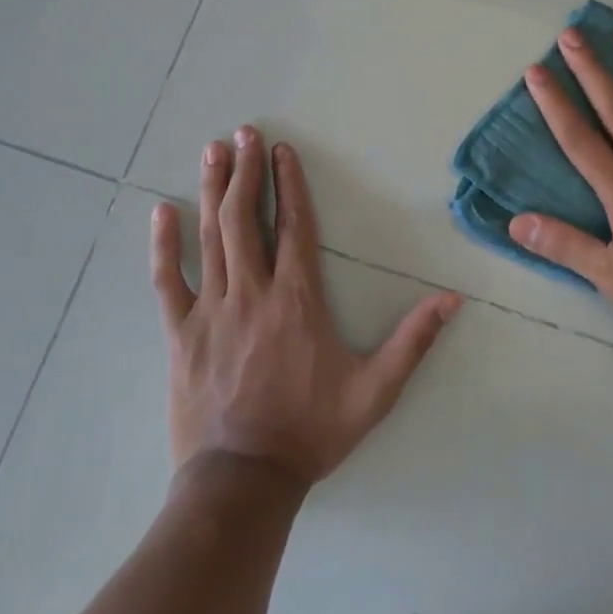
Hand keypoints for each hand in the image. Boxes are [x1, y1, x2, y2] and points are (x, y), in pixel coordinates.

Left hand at [152, 126, 459, 484]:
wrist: (243, 480)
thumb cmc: (311, 431)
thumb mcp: (375, 391)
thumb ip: (412, 341)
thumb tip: (451, 299)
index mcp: (298, 299)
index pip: (294, 226)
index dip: (288, 184)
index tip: (282, 150)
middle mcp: (253, 292)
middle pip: (246, 219)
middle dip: (246, 171)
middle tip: (243, 133)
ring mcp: (212, 310)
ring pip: (211, 238)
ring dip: (213, 191)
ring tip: (213, 151)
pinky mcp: (181, 334)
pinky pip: (169, 281)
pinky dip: (165, 245)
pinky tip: (161, 213)